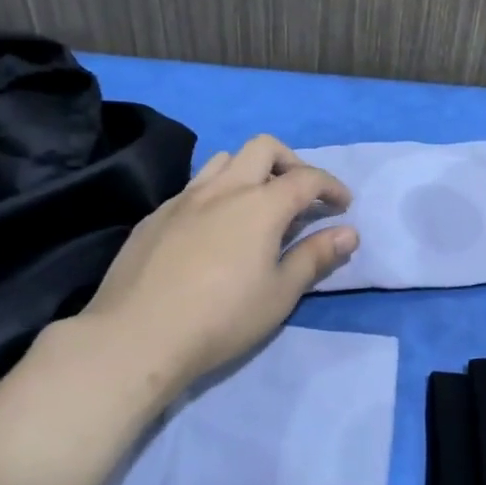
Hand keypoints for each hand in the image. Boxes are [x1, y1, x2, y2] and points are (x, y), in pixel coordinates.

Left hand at [58, 135, 357, 393]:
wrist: (136, 336)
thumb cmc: (221, 318)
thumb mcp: (280, 293)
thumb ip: (316, 257)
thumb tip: (349, 233)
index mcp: (261, 204)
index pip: (306, 178)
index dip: (331, 187)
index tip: (343, 205)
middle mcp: (224, 188)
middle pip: (264, 148)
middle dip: (291, 162)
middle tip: (301, 194)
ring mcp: (185, 198)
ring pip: (224, 160)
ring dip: (250, 170)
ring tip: (257, 204)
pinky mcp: (156, 215)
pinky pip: (194, 187)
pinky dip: (217, 193)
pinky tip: (213, 229)